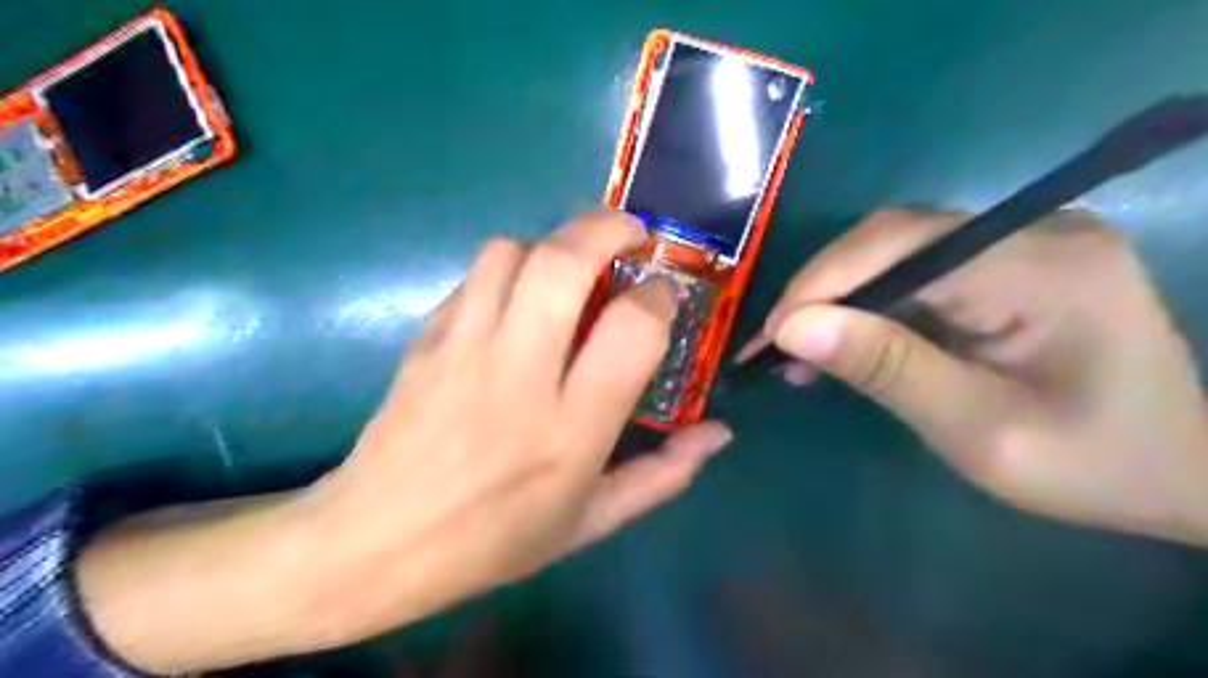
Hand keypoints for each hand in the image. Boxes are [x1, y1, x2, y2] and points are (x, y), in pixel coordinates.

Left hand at [81, 208, 735, 672]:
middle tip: (629, 232)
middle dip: (606, 227)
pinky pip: (473, 278)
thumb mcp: (590, 523)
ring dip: (550, 246)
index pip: (631, 329)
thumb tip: (718, 433)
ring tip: (568, 270)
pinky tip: (515, 301)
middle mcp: (520, 376)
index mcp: (572, 429)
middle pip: (564, 262)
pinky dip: (506, 271)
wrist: (375, 544)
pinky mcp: (425, 340)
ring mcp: (464, 350)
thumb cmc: (493, 541)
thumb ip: (662, 476)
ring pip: (510, 253)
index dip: (657, 296)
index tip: (662, 295)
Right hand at [747, 208, 1207, 546]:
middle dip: (821, 291)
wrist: (1185, 471)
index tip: (769, 336)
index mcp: (1042, 265)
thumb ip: (886, 369)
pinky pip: (917, 272)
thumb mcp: (979, 430)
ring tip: (796, 351)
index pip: (901, 245)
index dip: (821, 284)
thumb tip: (792, 328)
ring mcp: (1021, 242)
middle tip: (773, 345)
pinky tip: (842, 342)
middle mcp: (1032, 231)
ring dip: (838, 299)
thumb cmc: (1092, 463)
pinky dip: (869, 307)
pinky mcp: (1006, 263)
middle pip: (892, 239)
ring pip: (896, 253)